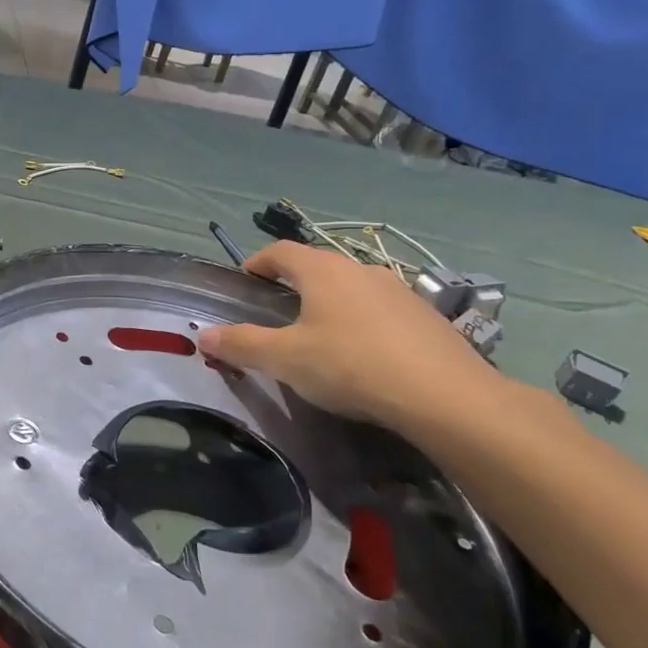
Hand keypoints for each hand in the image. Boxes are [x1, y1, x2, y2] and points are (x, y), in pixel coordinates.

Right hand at [197, 241, 502, 436]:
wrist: (444, 395)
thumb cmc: (350, 366)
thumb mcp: (286, 359)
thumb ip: (242, 345)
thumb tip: (203, 335)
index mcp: (322, 271)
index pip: (281, 251)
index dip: (258, 262)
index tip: (246, 279)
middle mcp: (360, 269)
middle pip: (317, 266)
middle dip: (294, 281)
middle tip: (277, 308)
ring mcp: (398, 290)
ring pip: (352, 286)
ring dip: (331, 300)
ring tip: (321, 331)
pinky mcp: (426, 316)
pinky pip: (381, 308)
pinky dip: (363, 320)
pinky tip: (364, 352)